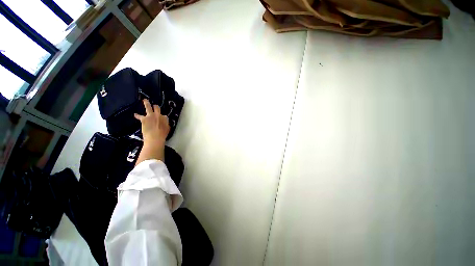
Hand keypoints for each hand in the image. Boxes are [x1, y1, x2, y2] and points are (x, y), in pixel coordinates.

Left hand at [134, 99, 169, 163]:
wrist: (155, 138)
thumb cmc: (162, 135)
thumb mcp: (167, 129)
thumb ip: (166, 124)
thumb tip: (164, 123)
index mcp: (165, 119)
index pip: (164, 115)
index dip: (162, 117)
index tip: (161, 119)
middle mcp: (158, 115)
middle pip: (157, 108)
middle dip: (155, 107)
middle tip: (154, 105)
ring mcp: (151, 116)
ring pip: (148, 107)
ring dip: (146, 103)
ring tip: (145, 100)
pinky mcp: (144, 119)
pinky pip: (139, 116)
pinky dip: (137, 116)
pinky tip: (135, 115)